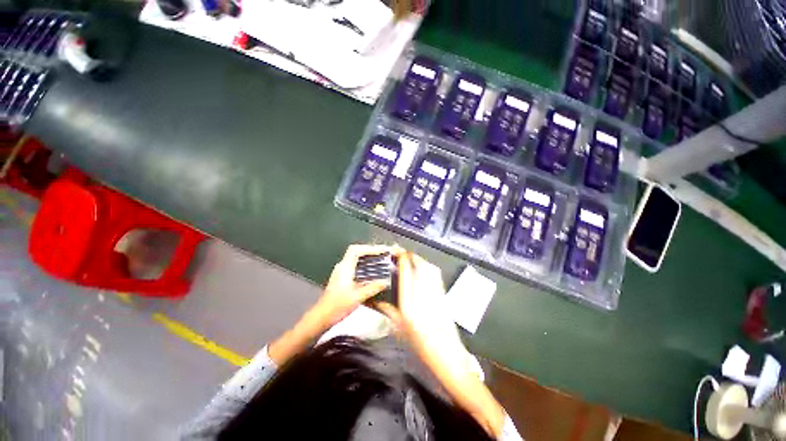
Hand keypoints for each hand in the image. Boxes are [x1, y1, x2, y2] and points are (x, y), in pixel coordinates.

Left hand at [312, 244, 400, 329]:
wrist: (321, 318)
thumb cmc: (335, 307)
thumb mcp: (357, 297)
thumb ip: (372, 288)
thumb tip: (384, 282)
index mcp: (344, 268)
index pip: (356, 250)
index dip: (370, 248)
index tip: (381, 251)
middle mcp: (342, 268)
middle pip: (357, 252)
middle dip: (370, 252)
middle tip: (382, 254)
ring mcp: (341, 273)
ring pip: (356, 259)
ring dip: (368, 258)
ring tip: (379, 260)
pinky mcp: (342, 279)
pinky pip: (355, 267)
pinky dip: (364, 266)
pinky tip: (371, 273)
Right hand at [378, 252, 505, 437]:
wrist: (448, 355)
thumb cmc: (421, 344)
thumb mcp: (400, 329)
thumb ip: (389, 311)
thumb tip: (378, 301)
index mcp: (410, 303)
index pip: (406, 273)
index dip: (403, 259)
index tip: (397, 252)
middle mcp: (423, 294)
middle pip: (420, 266)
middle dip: (412, 256)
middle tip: (404, 253)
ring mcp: (436, 293)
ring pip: (430, 269)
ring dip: (421, 260)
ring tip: (413, 259)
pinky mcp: (444, 295)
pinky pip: (437, 275)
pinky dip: (430, 268)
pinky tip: (425, 269)